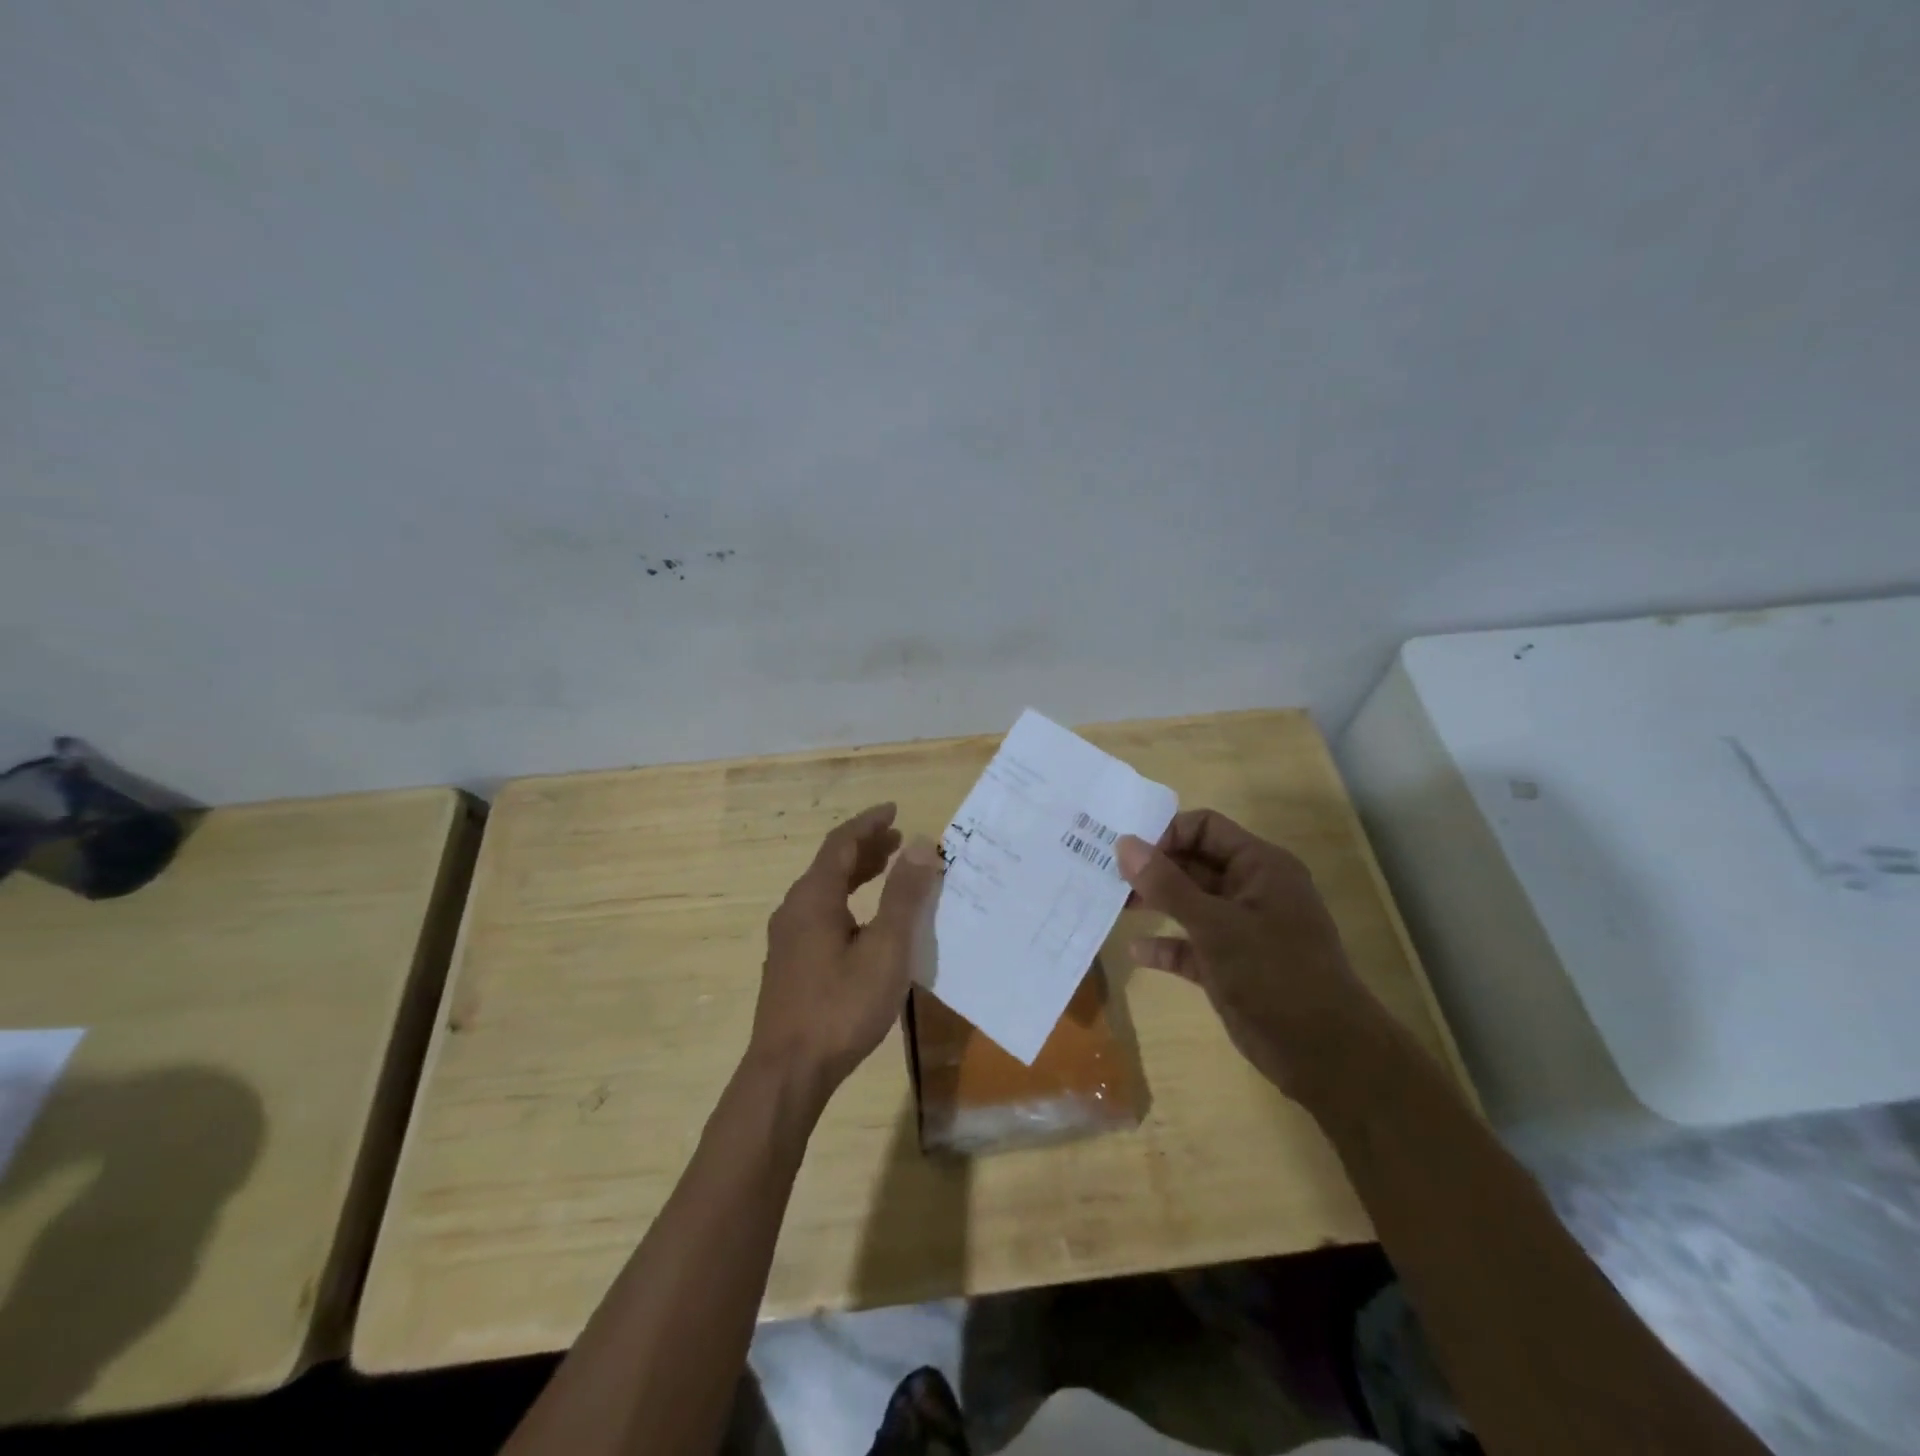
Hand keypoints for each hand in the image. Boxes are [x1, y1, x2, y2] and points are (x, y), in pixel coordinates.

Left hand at [752, 803, 942, 1095]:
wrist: (788, 1071)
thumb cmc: (841, 1006)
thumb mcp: (885, 948)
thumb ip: (903, 895)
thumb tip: (922, 844)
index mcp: (814, 897)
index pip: (842, 843)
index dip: (869, 823)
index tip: (894, 810)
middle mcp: (795, 909)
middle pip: (831, 864)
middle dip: (866, 848)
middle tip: (899, 840)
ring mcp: (788, 939)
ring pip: (825, 891)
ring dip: (857, 874)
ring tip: (888, 870)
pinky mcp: (790, 964)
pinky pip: (821, 914)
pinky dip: (847, 901)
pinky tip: (865, 922)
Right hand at [1117, 809, 1383, 1102]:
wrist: (1324, 1054)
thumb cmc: (1274, 975)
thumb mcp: (1214, 925)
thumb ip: (1166, 884)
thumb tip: (1125, 843)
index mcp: (1260, 866)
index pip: (1206, 828)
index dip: (1166, 834)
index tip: (1128, 853)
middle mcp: (1251, 889)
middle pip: (1194, 863)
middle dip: (1154, 869)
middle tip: (1110, 877)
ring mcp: (1242, 928)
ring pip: (1190, 903)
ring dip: (1155, 903)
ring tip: (1116, 905)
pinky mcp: (1232, 964)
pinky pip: (1191, 944)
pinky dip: (1166, 945)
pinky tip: (1137, 952)